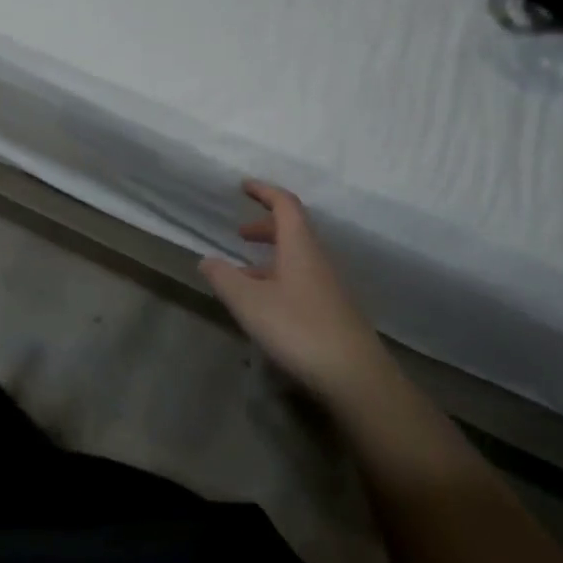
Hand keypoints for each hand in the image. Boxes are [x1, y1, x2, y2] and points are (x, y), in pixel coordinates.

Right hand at [200, 181, 388, 402]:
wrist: (355, 376)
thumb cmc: (298, 328)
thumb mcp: (249, 302)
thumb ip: (224, 278)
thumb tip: (207, 260)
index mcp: (300, 247)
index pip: (285, 205)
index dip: (264, 191)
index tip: (243, 186)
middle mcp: (317, 259)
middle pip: (292, 230)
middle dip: (264, 226)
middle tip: (238, 234)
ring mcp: (328, 286)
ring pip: (296, 257)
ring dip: (269, 257)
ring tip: (242, 274)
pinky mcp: (332, 310)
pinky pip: (301, 279)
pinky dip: (278, 278)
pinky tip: (264, 304)